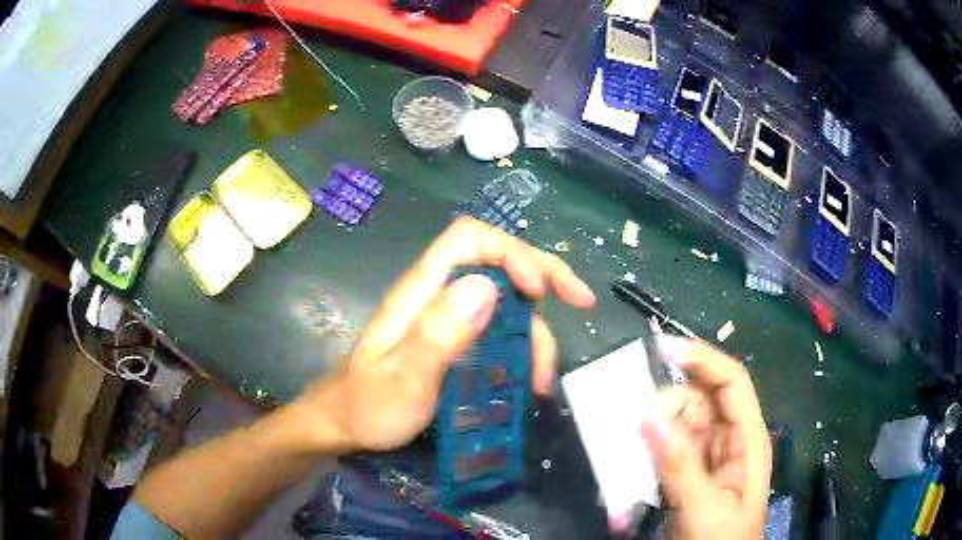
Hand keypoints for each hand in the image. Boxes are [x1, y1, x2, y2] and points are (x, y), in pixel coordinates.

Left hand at [296, 217, 595, 452]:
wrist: (346, 424)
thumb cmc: (370, 406)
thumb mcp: (404, 379)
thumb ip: (439, 334)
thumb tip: (487, 287)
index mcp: (421, 291)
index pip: (469, 239)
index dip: (510, 252)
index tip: (538, 291)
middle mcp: (437, 294)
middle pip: (496, 261)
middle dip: (544, 275)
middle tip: (581, 302)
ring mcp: (446, 316)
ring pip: (504, 301)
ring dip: (535, 331)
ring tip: (543, 378)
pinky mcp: (453, 339)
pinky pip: (498, 328)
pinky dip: (523, 347)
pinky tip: (530, 377)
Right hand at [640, 337, 771, 539]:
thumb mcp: (704, 508)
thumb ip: (678, 465)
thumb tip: (646, 416)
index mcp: (747, 439)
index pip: (731, 382)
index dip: (703, 359)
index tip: (661, 350)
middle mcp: (729, 440)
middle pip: (698, 401)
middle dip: (666, 405)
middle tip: (633, 424)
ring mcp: (706, 458)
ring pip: (677, 425)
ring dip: (650, 430)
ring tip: (625, 448)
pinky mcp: (686, 475)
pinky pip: (663, 450)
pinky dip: (645, 451)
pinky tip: (629, 462)